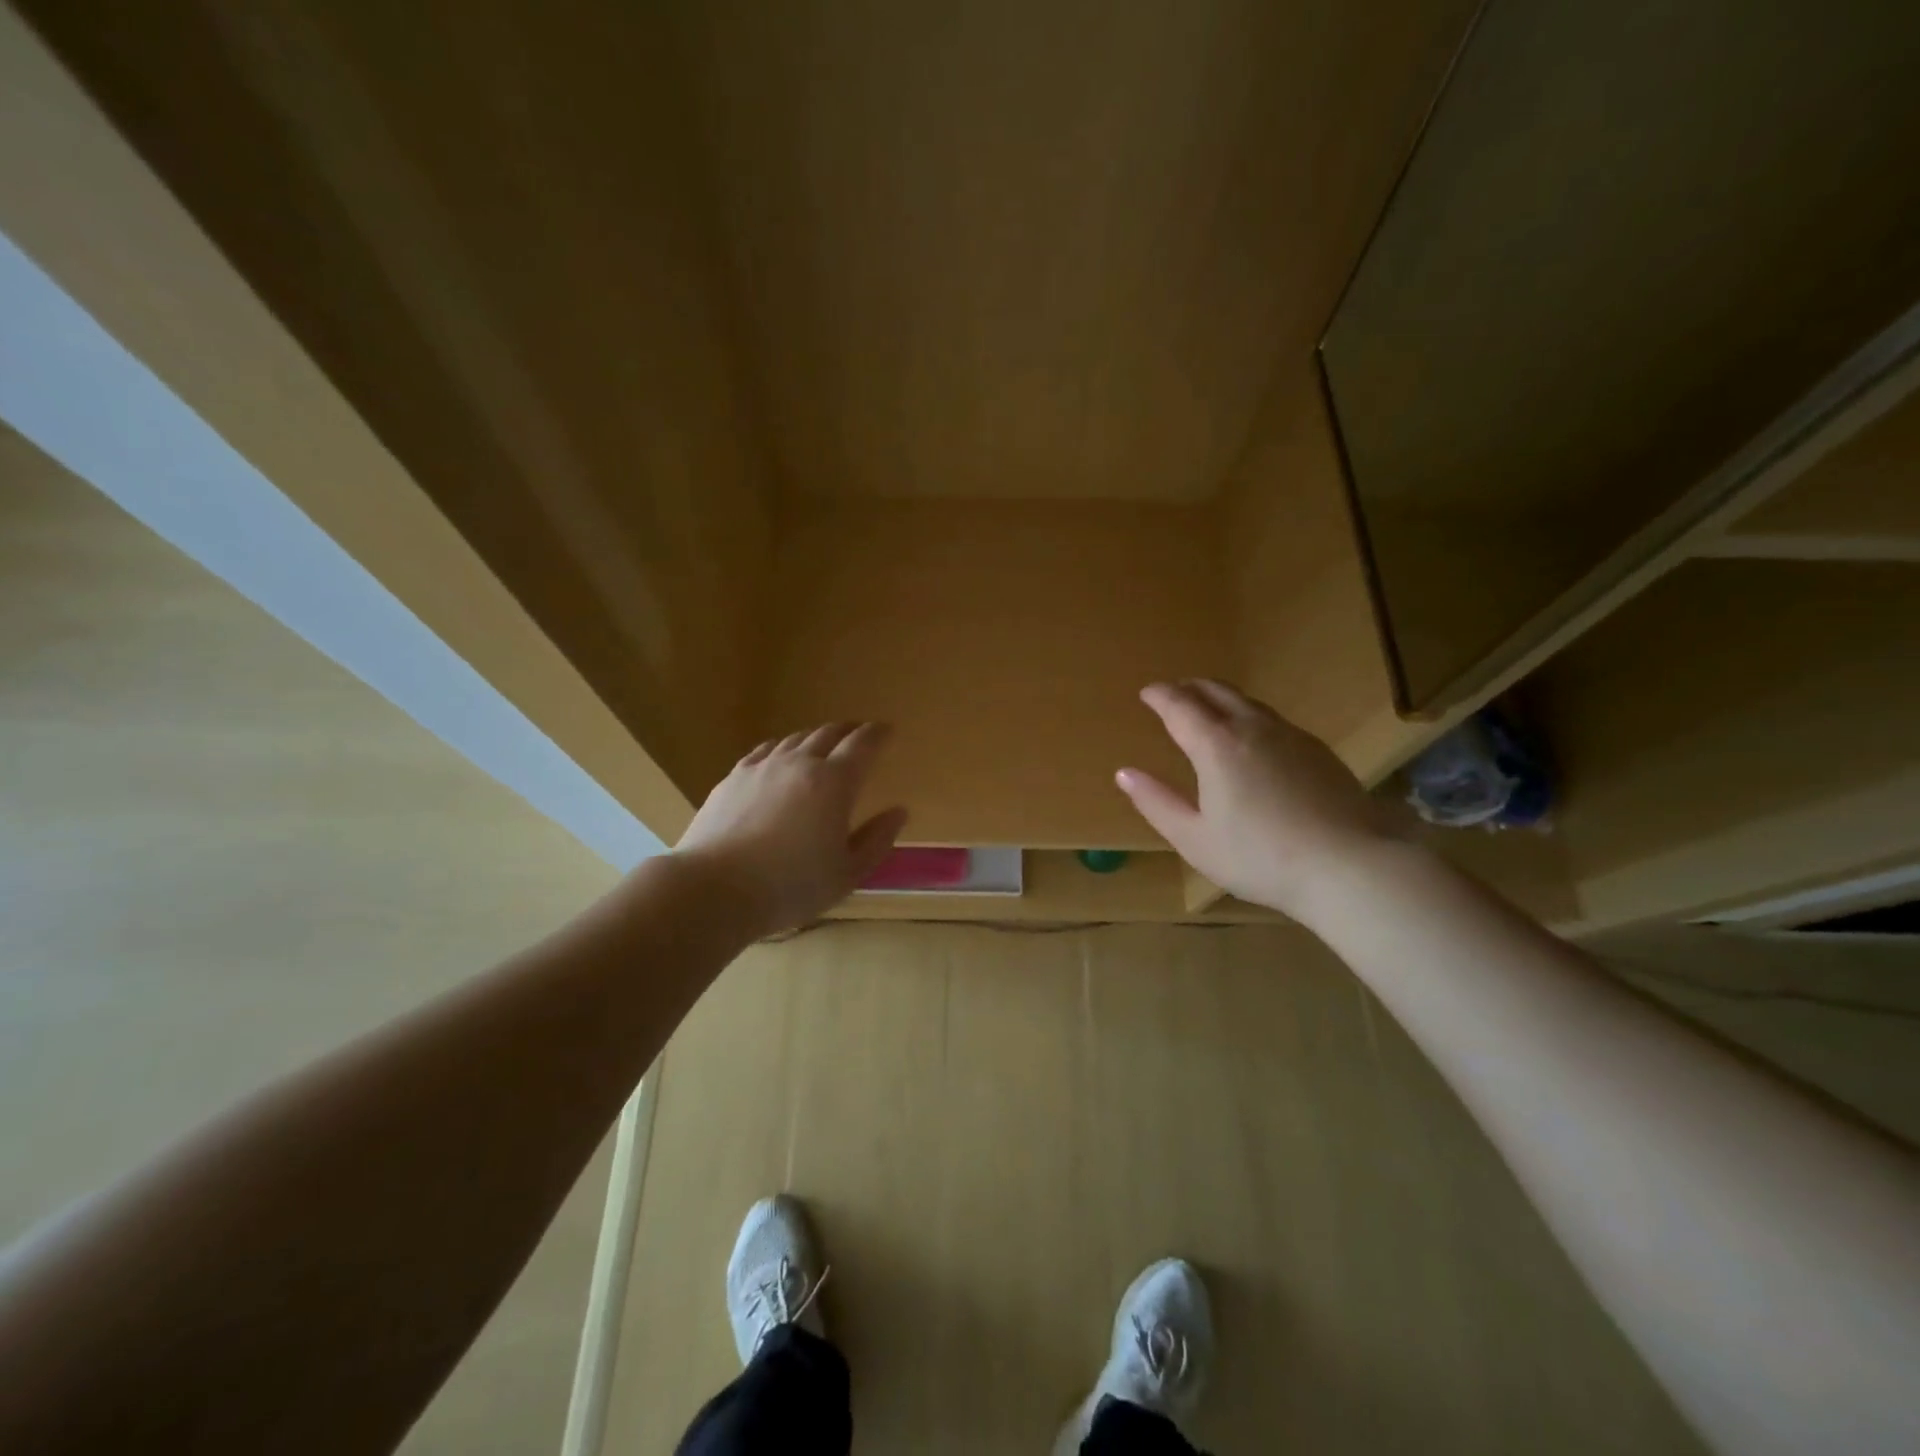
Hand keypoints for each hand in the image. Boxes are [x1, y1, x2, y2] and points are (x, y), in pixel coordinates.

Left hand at [675, 722, 907, 936]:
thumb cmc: (791, 886)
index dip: (878, 734)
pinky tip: (780, 757)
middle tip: (858, 734)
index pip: (863, 744)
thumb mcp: (847, 873)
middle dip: (849, 730)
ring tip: (823, 744)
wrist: (715, 888)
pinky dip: (782, 748)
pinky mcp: (733, 778)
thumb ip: (877, 840)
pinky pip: (765, 751)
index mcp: (834, 782)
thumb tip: (899, 812)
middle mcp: (800, 763)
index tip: (888, 730)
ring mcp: (763, 767)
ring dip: (816, 737)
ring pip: (795, 739)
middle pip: (828, 734)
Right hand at [1116, 680, 1398, 918]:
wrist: (1350, 865)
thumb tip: (1124, 773)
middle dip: (1189, 687)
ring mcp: (1290, 735)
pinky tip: (1252, 737)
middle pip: (1216, 691)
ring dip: (1220, 697)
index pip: (1179, 705)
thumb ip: (1156, 802)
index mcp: (1216, 745)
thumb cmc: (1260, 857)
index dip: (1160, 695)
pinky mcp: (1317, 750)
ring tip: (1208, 708)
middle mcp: (1252, 728)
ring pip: (1248, 702)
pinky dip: (1248, 715)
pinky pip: (1272, 718)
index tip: (1146, 692)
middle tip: (1173, 693)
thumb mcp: (1194, 838)